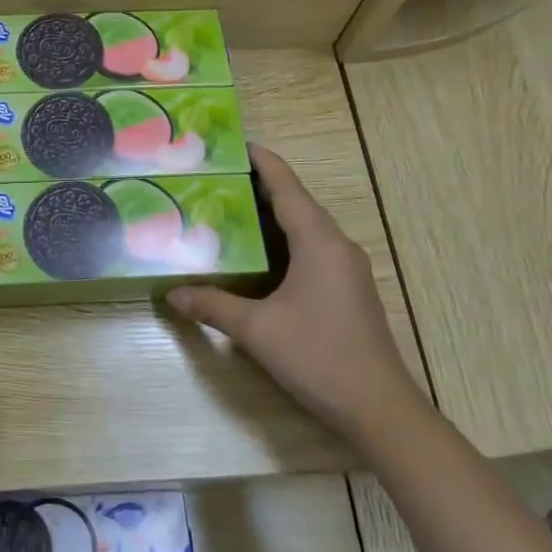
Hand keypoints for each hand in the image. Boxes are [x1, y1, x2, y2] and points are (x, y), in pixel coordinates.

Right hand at [168, 144, 419, 435]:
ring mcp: (346, 267)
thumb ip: (213, 305)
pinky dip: (284, 239)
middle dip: (259, 185)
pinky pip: (312, 248)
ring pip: (305, 226)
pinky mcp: (348, 288)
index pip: (286, 185)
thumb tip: (172, 294)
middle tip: (216, 178)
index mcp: (318, 240)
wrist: (379, 408)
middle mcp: (336, 244)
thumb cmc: (318, 356)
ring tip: (229, 208)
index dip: (261, 160)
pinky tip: (258, 254)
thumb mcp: (257, 330)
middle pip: (296, 201)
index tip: (233, 143)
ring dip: (271, 214)